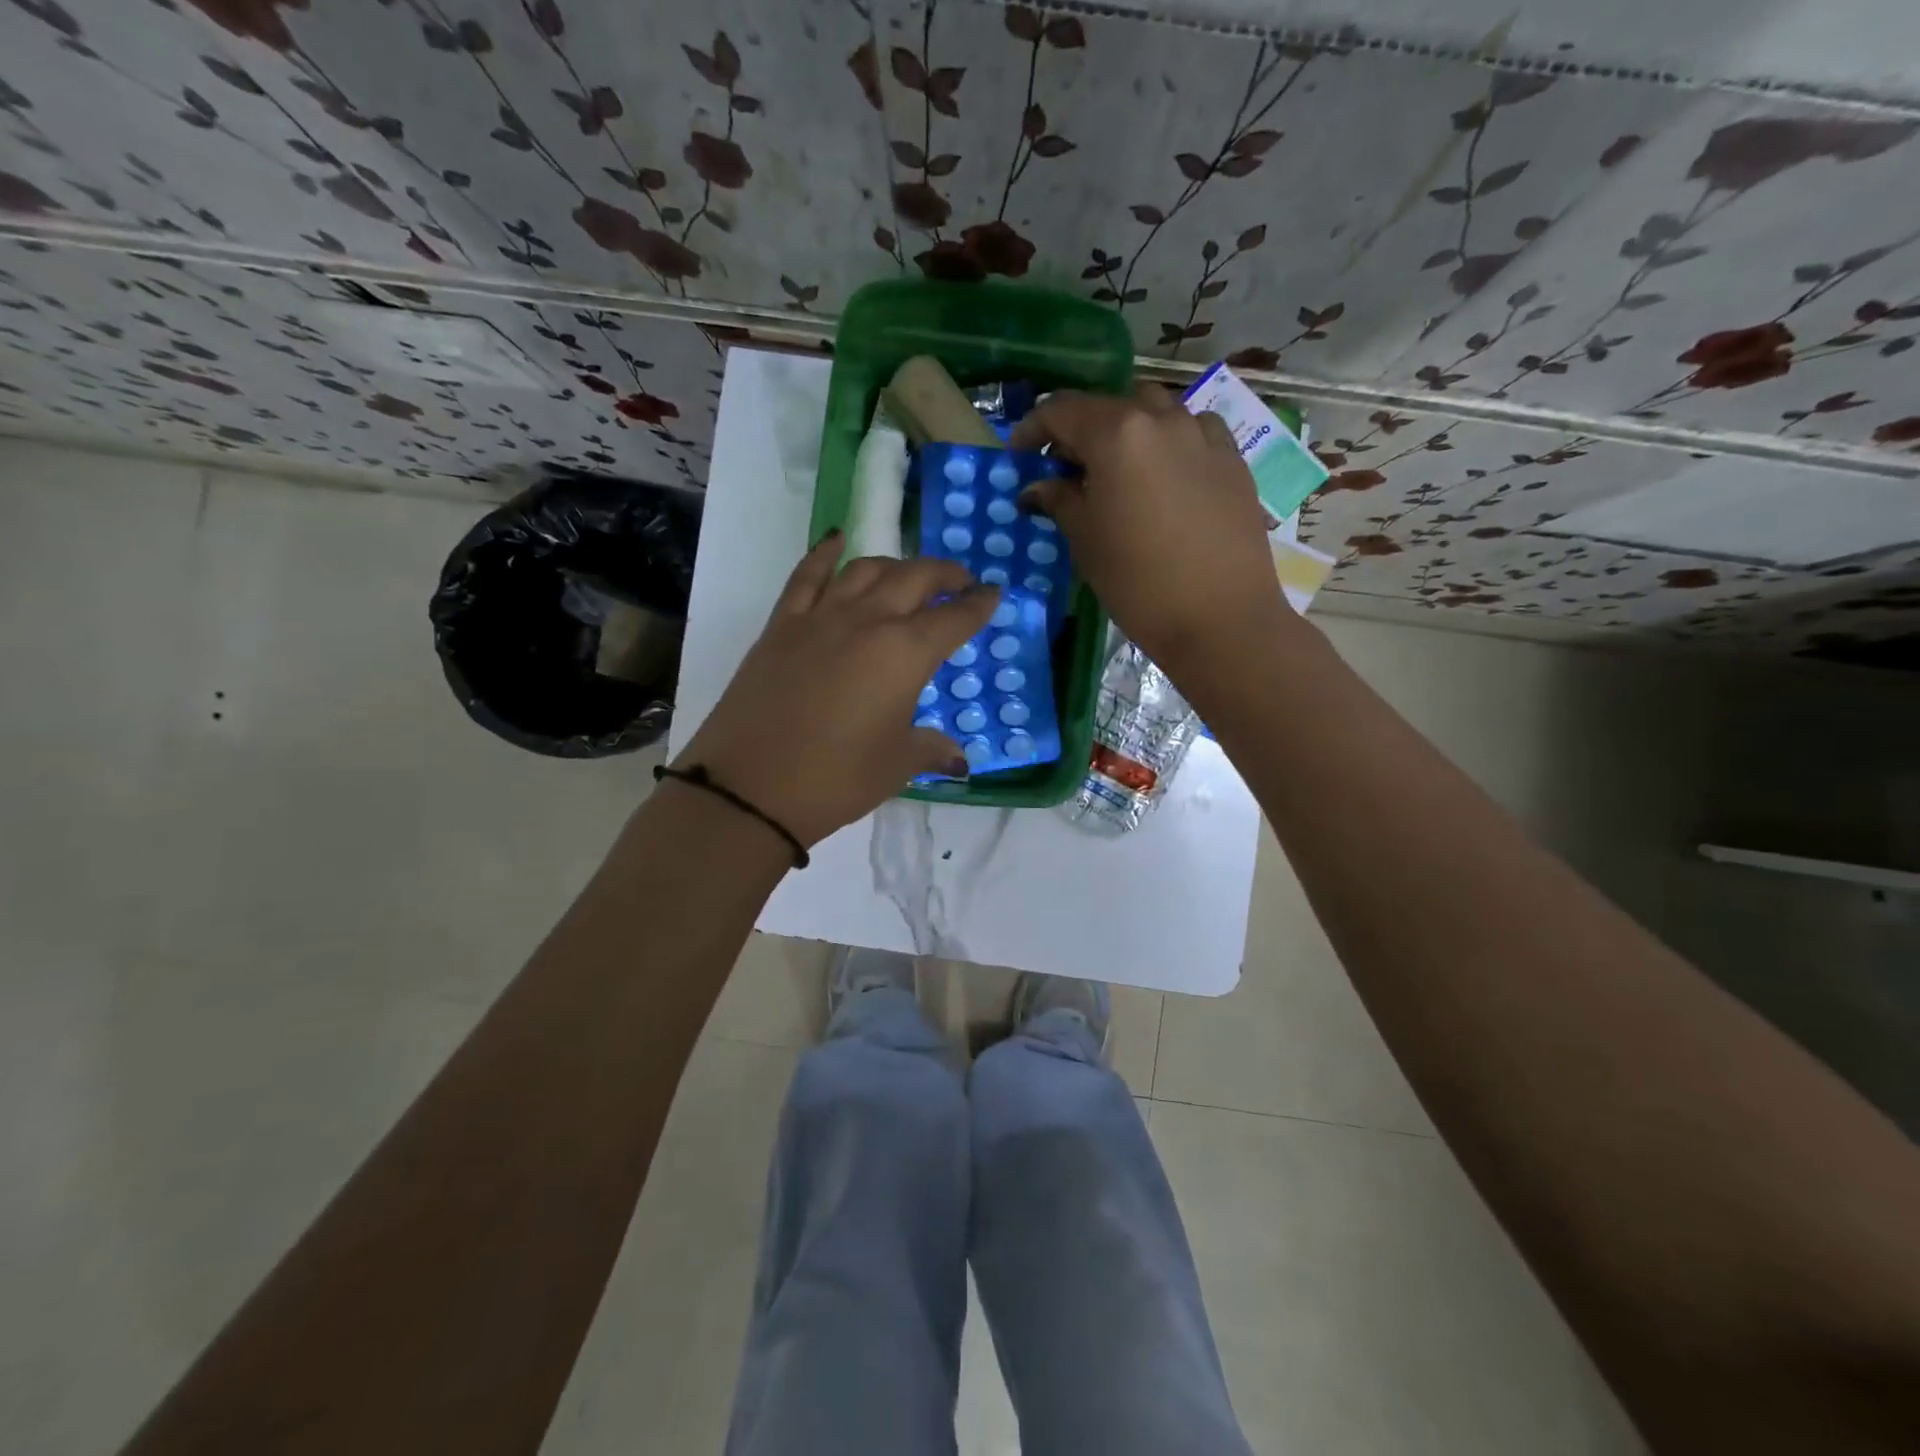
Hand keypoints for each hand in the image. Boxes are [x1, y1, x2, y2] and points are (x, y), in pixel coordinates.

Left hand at [675, 532, 998, 846]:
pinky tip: (837, 541)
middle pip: (914, 579)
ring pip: (866, 569)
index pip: (953, 619)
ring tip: (909, 575)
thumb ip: (930, 749)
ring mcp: (820, 617)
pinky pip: (807, 575)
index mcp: (905, 654)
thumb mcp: (895, 766)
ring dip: (896, 565)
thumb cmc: (835, 778)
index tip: (994, 595)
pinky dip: (825, 553)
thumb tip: (957, 757)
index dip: (978, 606)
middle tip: (961, 582)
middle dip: (945, 575)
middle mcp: (867, 622)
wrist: (749, 787)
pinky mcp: (781, 625)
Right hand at [1012, 384, 1287, 680]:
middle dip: (1080, 431)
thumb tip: (1037, 487)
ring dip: (1127, 431)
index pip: (1062, 410)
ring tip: (1116, 470)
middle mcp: (1162, 419)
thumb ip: (1059, 501)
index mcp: (1117, 434)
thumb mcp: (1086, 541)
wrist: (1221, 618)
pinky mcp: (1233, 460)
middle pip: (1109, 406)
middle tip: (1065, 470)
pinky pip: (1192, 432)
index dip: (1032, 429)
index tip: (1019, 456)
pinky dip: (1168, 443)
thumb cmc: (1139, 583)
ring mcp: (1203, 435)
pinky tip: (1164, 477)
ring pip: (1155, 411)